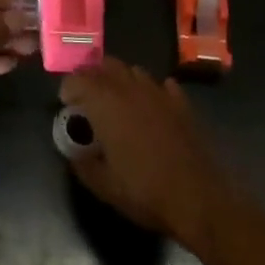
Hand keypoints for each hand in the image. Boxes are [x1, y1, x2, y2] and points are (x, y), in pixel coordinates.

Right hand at [60, 59, 235, 247]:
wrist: (199, 199)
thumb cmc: (145, 192)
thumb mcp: (104, 186)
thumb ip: (82, 164)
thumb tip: (74, 152)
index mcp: (106, 103)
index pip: (79, 79)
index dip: (68, 87)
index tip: (65, 103)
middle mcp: (130, 89)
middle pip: (106, 65)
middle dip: (92, 75)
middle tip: (87, 97)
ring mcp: (159, 93)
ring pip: (133, 71)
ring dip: (120, 79)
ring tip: (116, 99)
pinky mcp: (181, 104)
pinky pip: (162, 85)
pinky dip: (152, 90)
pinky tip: (151, 106)